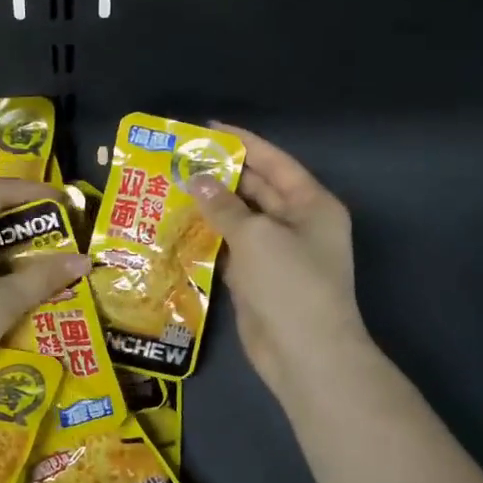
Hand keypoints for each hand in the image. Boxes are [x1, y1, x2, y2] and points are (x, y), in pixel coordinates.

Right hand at [188, 125, 365, 401]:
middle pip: (256, 189)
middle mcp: (296, 224)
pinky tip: (178, 226)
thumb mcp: (257, 236)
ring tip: (170, 187)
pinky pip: (230, 248)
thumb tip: (197, 179)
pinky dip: (208, 237)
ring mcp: (276, 253)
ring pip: (239, 220)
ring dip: (210, 206)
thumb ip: (224, 205)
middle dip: (220, 174)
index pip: (274, 162)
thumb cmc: (290, 284)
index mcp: (311, 204)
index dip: (243, 142)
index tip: (206, 128)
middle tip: (178, 160)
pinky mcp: (256, 278)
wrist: (305, 354)